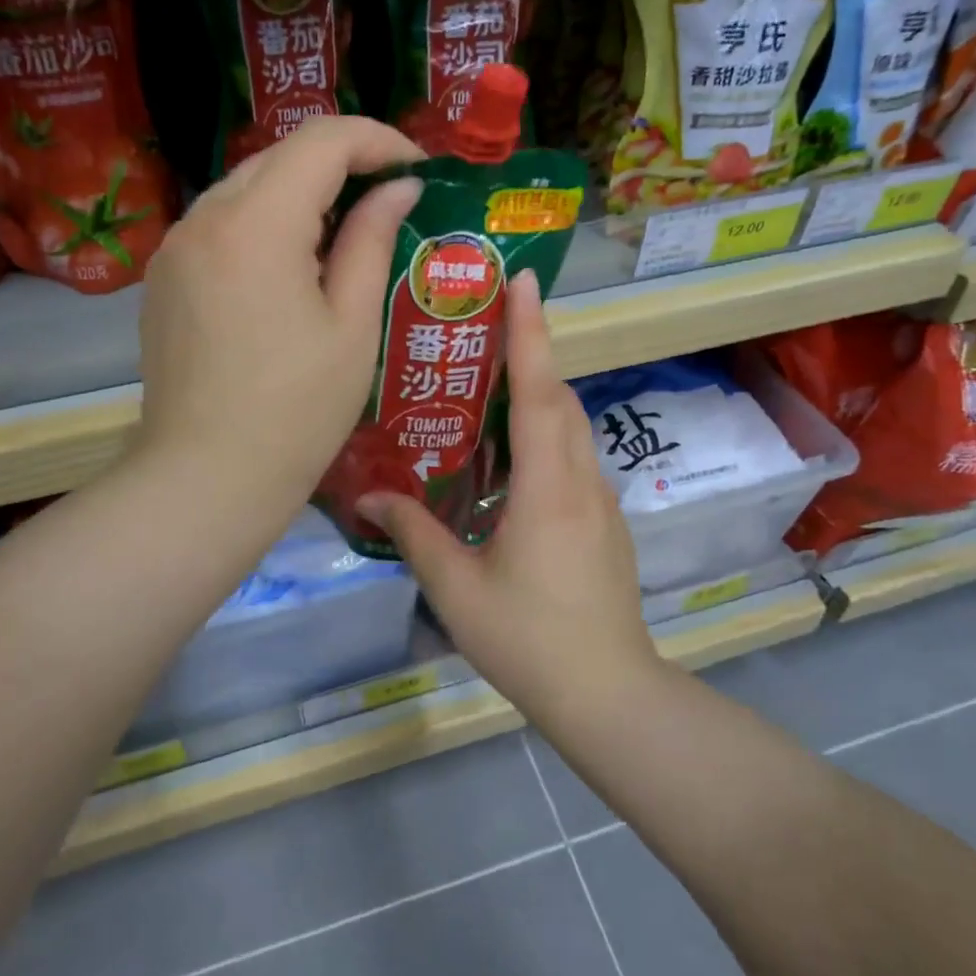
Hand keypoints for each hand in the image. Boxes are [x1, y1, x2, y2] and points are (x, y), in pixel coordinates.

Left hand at [137, 117, 423, 510]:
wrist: (206, 478)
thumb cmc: (296, 411)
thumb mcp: (352, 325)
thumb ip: (371, 241)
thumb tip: (398, 188)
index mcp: (257, 225)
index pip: (322, 141)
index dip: (378, 141)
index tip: (417, 169)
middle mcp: (204, 218)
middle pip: (280, 156)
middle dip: (341, 163)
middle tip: (389, 199)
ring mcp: (174, 247)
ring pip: (246, 186)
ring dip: (300, 193)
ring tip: (344, 234)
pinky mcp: (163, 277)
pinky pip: (220, 224)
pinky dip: (263, 224)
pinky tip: (290, 266)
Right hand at [357, 269, 657, 726]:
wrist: (609, 694)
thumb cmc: (529, 639)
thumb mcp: (457, 588)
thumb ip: (413, 533)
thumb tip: (366, 494)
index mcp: (548, 486)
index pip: (541, 391)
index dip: (531, 332)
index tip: (523, 281)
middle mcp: (581, 480)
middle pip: (561, 397)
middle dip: (533, 349)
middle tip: (493, 319)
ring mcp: (600, 501)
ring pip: (572, 426)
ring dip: (541, 391)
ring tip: (495, 376)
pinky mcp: (604, 522)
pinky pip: (574, 456)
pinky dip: (547, 432)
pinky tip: (512, 453)